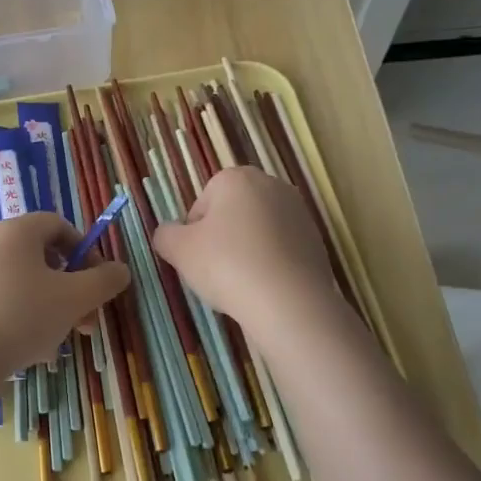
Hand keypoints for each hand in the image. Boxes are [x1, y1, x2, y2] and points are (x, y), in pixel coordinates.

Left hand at [0, 212, 129, 377]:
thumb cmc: (23, 317)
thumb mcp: (75, 298)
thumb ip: (104, 280)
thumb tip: (120, 270)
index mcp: (16, 230)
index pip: (58, 225)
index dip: (85, 249)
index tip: (96, 281)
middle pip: (42, 255)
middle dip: (71, 287)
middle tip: (85, 319)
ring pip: (23, 280)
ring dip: (50, 304)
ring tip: (61, 339)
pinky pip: (1, 296)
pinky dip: (22, 313)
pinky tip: (31, 346)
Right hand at [152, 166, 335, 331]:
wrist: (288, 302)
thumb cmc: (227, 265)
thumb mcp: (178, 250)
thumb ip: (165, 235)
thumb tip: (167, 233)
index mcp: (237, 178)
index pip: (202, 203)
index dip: (194, 233)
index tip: (196, 257)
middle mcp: (272, 185)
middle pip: (232, 214)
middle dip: (222, 238)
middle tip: (216, 270)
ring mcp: (299, 213)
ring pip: (257, 232)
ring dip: (246, 251)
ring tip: (241, 283)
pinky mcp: (316, 240)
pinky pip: (280, 250)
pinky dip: (270, 264)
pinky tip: (265, 288)